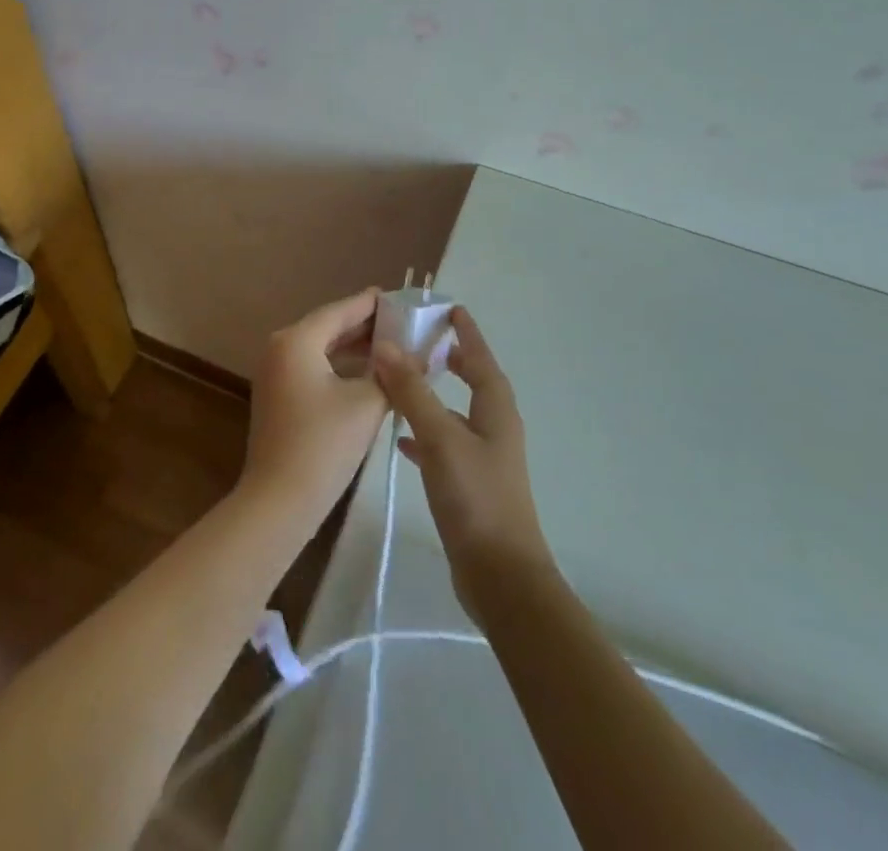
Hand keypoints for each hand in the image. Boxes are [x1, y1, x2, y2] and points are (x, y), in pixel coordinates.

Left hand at [242, 288, 389, 521]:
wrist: (280, 500)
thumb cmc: (324, 444)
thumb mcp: (367, 404)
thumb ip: (393, 374)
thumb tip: (419, 354)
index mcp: (296, 340)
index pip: (340, 310)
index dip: (371, 304)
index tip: (398, 296)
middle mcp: (280, 347)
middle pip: (328, 327)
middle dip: (366, 327)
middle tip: (403, 322)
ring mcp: (275, 372)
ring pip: (321, 349)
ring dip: (354, 348)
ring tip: (393, 346)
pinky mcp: (278, 395)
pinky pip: (313, 367)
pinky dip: (340, 367)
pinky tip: (368, 374)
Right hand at [374, 307, 552, 623]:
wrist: (500, 577)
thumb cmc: (476, 498)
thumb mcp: (441, 438)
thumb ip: (413, 393)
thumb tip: (387, 346)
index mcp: (496, 411)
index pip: (482, 360)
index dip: (467, 334)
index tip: (451, 309)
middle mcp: (494, 429)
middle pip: (474, 383)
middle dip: (451, 360)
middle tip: (421, 341)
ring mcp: (483, 459)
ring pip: (456, 413)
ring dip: (433, 394)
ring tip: (402, 380)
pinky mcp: (469, 485)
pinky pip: (444, 444)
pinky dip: (424, 432)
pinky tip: (401, 438)